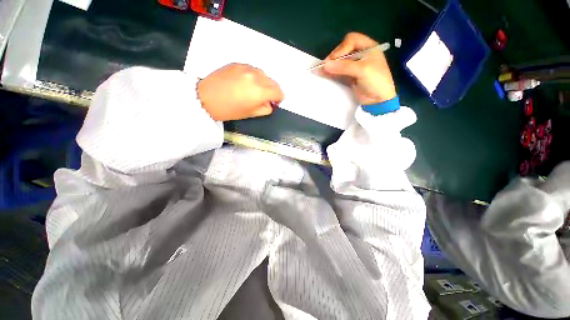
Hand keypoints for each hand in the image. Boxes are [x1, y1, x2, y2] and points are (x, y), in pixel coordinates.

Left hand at [197, 63, 283, 120]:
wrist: (206, 98)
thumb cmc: (230, 110)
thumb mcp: (252, 114)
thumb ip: (266, 108)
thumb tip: (271, 103)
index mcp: (260, 91)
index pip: (279, 91)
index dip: (279, 98)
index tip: (275, 102)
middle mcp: (256, 76)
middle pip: (273, 82)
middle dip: (272, 90)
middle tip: (266, 97)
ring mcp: (246, 67)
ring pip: (263, 74)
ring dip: (264, 82)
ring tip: (254, 90)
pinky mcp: (238, 63)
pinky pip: (252, 70)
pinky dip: (254, 76)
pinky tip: (246, 83)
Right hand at [322, 32, 395, 104]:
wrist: (379, 99)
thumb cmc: (376, 81)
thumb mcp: (362, 70)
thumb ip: (344, 67)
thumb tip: (325, 65)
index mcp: (368, 47)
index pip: (351, 40)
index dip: (341, 48)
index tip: (334, 60)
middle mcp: (360, 54)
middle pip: (343, 50)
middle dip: (334, 57)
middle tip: (326, 66)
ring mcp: (354, 66)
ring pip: (339, 62)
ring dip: (330, 65)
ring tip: (320, 70)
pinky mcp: (349, 76)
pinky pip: (338, 72)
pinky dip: (330, 72)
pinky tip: (322, 73)